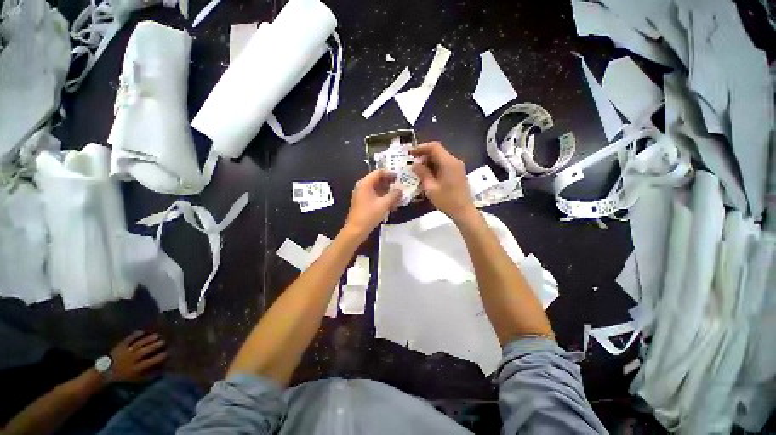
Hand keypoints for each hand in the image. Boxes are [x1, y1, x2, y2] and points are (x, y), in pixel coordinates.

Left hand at [108, 331, 166, 382]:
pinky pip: (129, 339)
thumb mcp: (135, 380)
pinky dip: (135, 335)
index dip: (161, 356)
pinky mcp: (120, 346)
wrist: (104, 374)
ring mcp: (126, 351)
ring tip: (156, 335)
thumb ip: (147, 375)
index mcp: (137, 368)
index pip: (152, 361)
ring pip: (140, 344)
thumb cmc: (123, 378)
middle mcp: (133, 358)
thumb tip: (160, 370)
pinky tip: (141, 332)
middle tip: (163, 341)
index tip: (168, 353)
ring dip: (148, 339)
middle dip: (155, 346)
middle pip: (146, 350)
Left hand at [344, 169, 400, 239]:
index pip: (379, 172)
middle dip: (389, 182)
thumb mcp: (384, 204)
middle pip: (377, 179)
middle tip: (400, 186)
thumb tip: (401, 190)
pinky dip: (382, 196)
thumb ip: (394, 195)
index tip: (399, 177)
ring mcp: (361, 194)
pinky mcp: (362, 202)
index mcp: (365, 183)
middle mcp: (362, 186)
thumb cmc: (369, 215)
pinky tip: (390, 202)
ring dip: (387, 190)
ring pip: (376, 187)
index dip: (390, 173)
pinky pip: (374, 194)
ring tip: (397, 195)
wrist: (356, 230)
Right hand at [411, 142, 475, 221]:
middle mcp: (454, 161)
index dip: (421, 147)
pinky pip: (444, 165)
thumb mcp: (431, 188)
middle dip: (424, 155)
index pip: (434, 147)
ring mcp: (457, 167)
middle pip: (438, 151)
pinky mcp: (458, 173)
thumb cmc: (447, 201)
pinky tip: (428, 175)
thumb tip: (415, 165)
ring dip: (429, 162)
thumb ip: (422, 174)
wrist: (464, 211)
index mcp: (448, 162)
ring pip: (441, 158)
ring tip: (418, 170)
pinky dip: (435, 167)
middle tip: (413, 162)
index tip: (411, 153)